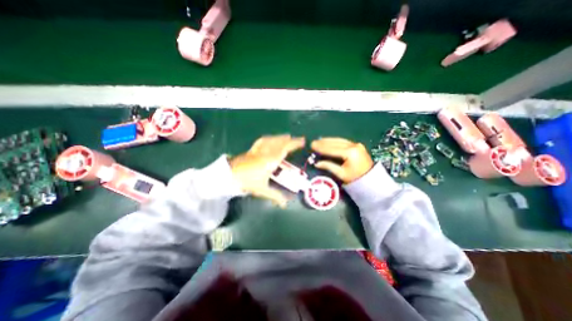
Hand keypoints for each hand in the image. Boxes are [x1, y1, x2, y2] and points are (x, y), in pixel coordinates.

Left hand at [230, 136, 305, 207]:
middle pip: (280, 142)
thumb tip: (285, 205)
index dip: (295, 143)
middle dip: (290, 140)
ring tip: (287, 137)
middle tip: (298, 139)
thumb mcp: (262, 190)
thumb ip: (275, 196)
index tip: (302, 141)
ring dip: (281, 138)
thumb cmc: (247, 182)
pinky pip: (262, 141)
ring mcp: (259, 150)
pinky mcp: (252, 150)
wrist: (229, 176)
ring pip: (272, 140)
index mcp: (271, 161)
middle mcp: (266, 152)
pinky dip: (268, 138)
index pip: (285, 149)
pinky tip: (270, 138)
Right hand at [311, 136, 373, 183]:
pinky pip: (343, 141)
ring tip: (319, 141)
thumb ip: (328, 166)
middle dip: (323, 143)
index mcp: (350, 153)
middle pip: (335, 142)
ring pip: (339, 140)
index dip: (321, 148)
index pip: (332, 149)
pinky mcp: (357, 145)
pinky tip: (328, 141)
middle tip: (313, 142)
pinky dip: (334, 141)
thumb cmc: (355, 178)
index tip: (312, 146)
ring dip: (328, 140)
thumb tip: (316, 163)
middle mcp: (354, 146)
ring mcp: (356, 144)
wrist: (371, 179)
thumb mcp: (341, 174)